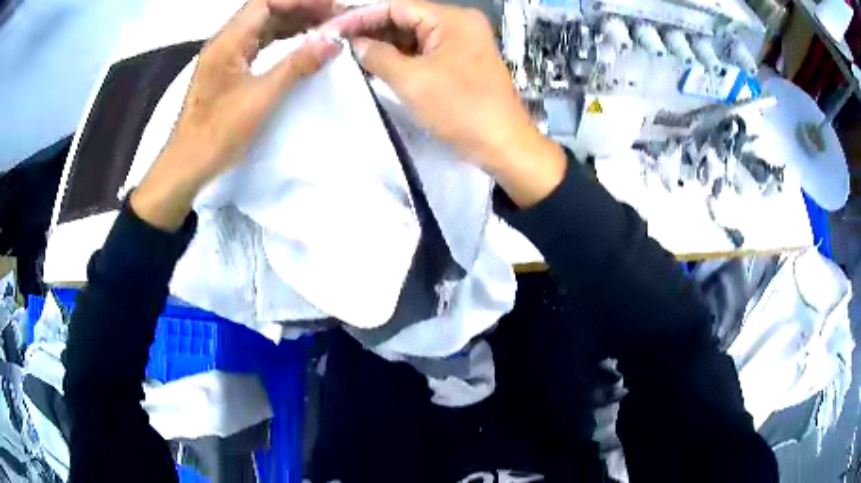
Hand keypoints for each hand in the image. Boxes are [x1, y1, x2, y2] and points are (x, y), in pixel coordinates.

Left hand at [132, 0, 340, 230]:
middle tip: (335, 20)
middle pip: (267, 10)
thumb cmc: (217, 134)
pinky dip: (283, 39)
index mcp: (228, 42)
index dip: (301, 1)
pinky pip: (260, 43)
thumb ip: (296, 66)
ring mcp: (226, 56)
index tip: (332, 10)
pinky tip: (301, 44)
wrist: (186, 166)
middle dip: (302, 9)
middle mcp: (226, 41)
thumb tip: (333, 42)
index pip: (267, 2)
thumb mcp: (260, 98)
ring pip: (264, 26)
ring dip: (294, 23)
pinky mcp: (229, 70)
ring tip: (325, 29)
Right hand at [326, 0, 565, 206]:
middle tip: (337, 44)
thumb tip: (356, 44)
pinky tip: (376, 64)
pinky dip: (401, 57)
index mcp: (452, 19)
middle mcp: (459, 24)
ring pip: (413, 36)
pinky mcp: (460, 61)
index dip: (361, 17)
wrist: (503, 145)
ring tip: (350, 54)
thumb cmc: (461, 110)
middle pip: (405, 18)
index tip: (332, 30)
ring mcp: (461, 42)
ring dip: (383, 44)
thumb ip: (378, 56)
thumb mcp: (412, 81)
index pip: (397, 7)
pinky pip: (424, 51)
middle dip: (371, 30)